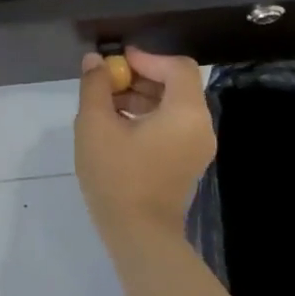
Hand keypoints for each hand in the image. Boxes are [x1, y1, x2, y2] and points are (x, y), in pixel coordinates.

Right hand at [74, 47, 215, 237]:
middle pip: (176, 85)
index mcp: (186, 113)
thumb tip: (95, 61)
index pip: (177, 67)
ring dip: (141, 97)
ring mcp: (195, 148)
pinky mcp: (186, 163)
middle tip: (106, 82)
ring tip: (105, 105)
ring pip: (172, 106)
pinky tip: (116, 127)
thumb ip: (95, 86)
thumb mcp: (96, 126)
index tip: (116, 63)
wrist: (139, 237)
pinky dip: (147, 118)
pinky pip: (171, 127)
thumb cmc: (118, 176)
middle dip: (140, 77)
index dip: (146, 58)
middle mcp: (200, 127)